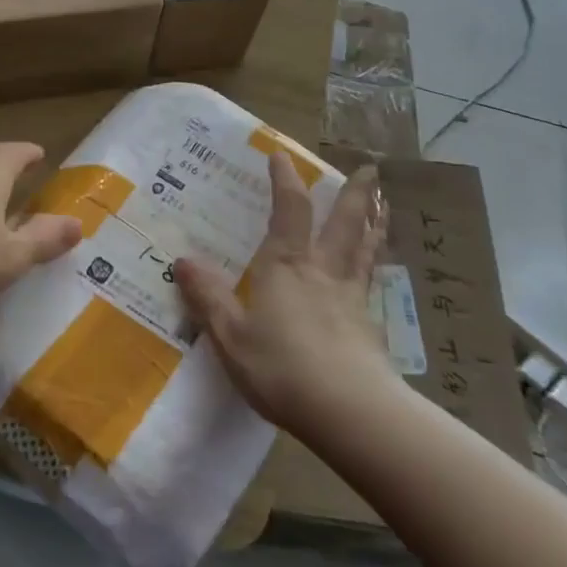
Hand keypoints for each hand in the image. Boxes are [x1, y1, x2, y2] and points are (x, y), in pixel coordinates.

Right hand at [175, 151, 392, 436]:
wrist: (350, 411)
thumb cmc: (282, 367)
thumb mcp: (231, 334)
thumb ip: (208, 297)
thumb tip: (182, 259)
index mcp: (287, 265)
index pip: (289, 209)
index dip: (285, 180)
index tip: (282, 155)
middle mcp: (323, 270)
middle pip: (345, 222)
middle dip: (355, 192)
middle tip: (369, 168)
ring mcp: (352, 297)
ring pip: (366, 248)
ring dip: (374, 221)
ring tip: (384, 202)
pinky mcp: (370, 326)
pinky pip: (372, 281)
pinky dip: (376, 264)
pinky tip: (376, 270)